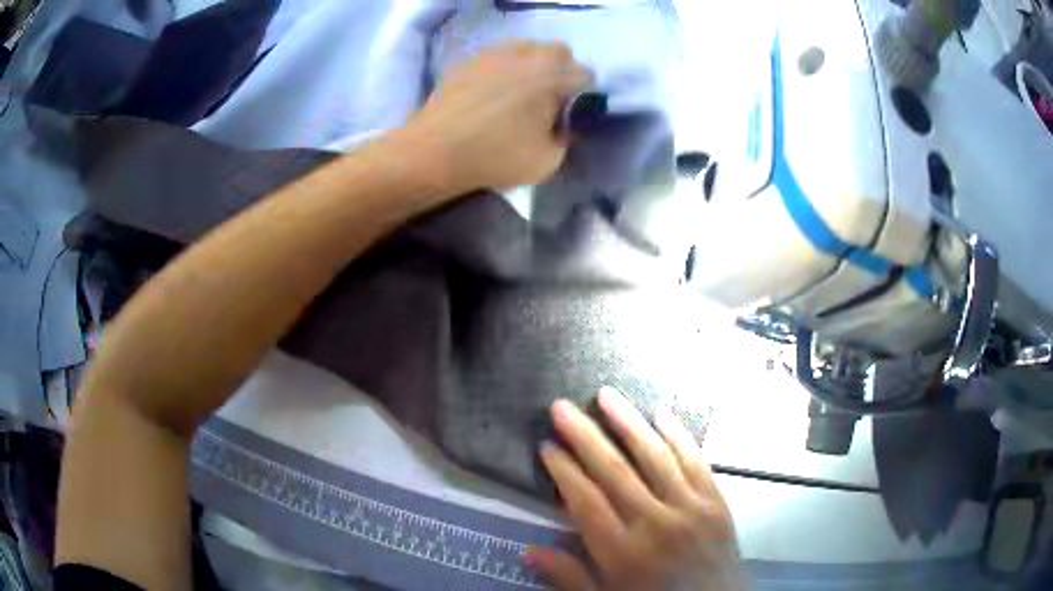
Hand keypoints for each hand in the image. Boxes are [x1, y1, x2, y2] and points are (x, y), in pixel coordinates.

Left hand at [407, 41, 592, 194]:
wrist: (435, 151)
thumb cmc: (496, 156)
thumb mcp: (548, 161)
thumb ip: (566, 138)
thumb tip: (562, 124)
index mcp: (553, 75)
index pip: (585, 76)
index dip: (582, 96)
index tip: (569, 114)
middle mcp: (527, 54)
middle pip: (559, 53)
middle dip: (560, 73)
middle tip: (547, 101)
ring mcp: (495, 53)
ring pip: (527, 50)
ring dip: (532, 67)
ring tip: (518, 95)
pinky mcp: (469, 60)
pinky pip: (499, 58)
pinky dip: (503, 70)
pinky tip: (491, 95)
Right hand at [525, 388, 743, 590]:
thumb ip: (570, 576)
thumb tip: (529, 549)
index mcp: (623, 552)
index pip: (586, 501)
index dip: (564, 471)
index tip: (547, 446)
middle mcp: (655, 523)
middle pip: (615, 471)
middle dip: (585, 436)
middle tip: (562, 407)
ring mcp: (690, 507)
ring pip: (655, 457)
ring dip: (628, 423)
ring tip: (607, 395)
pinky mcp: (716, 500)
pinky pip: (695, 461)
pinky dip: (678, 435)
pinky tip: (662, 414)